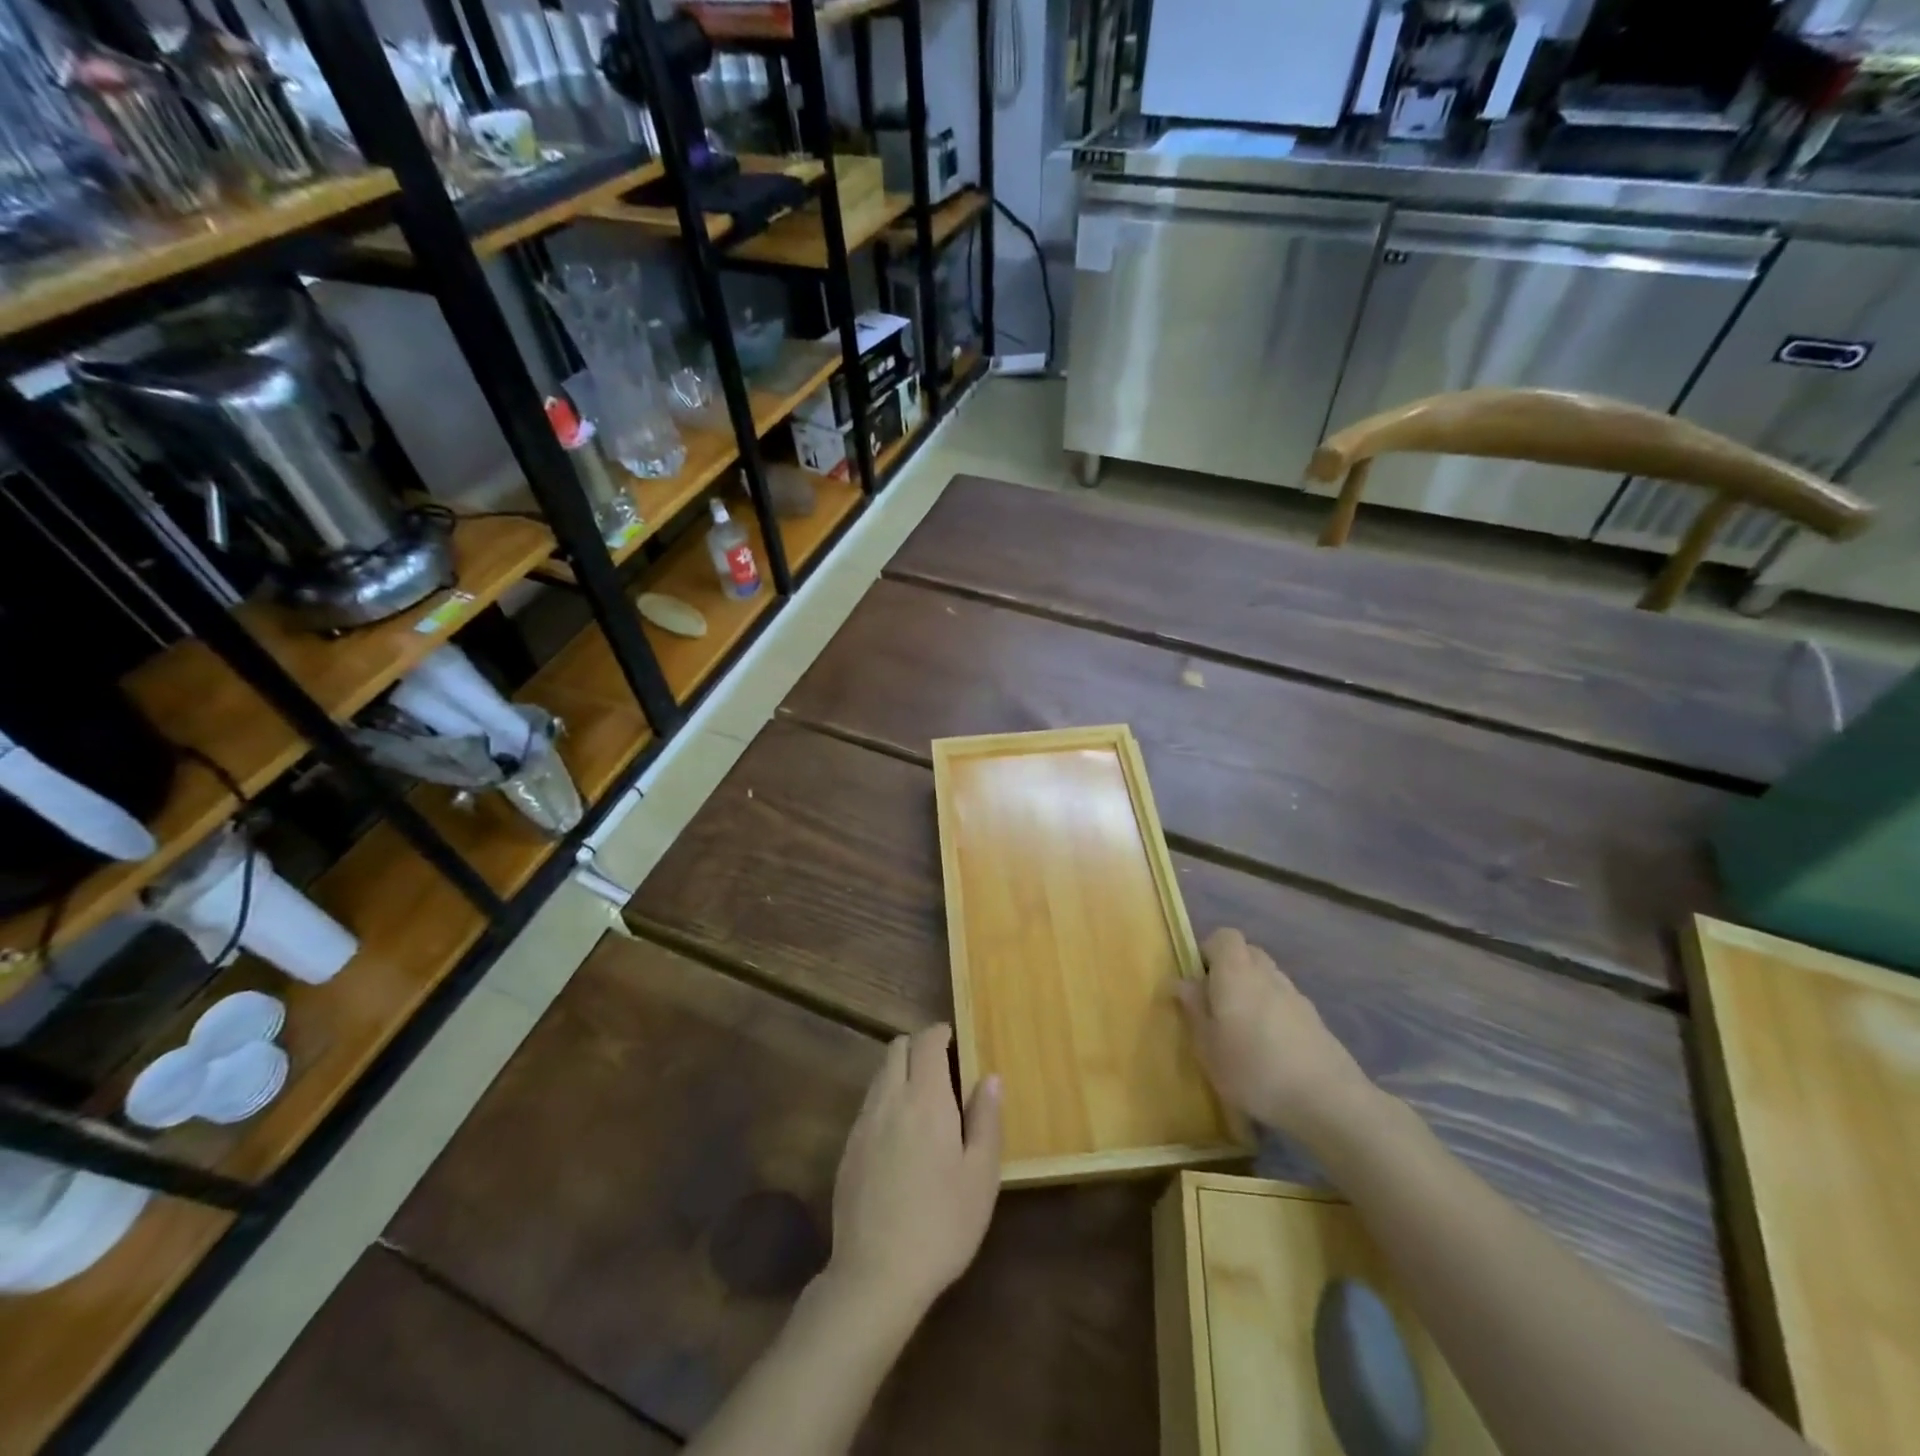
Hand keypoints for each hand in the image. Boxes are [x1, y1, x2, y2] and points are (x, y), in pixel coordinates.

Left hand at [826, 1023, 1001, 1320]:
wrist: (876, 1274)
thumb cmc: (942, 1224)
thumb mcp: (981, 1176)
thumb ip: (986, 1120)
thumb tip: (990, 1077)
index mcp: (926, 1099)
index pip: (926, 1042)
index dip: (939, 1033)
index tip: (954, 1038)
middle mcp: (890, 1100)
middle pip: (896, 1049)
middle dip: (918, 1047)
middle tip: (942, 1067)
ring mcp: (863, 1124)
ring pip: (880, 1075)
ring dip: (900, 1071)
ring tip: (924, 1100)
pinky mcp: (848, 1149)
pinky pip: (868, 1104)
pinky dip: (886, 1100)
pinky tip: (900, 1135)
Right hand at [1175, 928, 1378, 1150]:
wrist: (1328, 1100)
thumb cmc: (1254, 1069)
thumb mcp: (1208, 1047)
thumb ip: (1194, 1009)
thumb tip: (1182, 982)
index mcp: (1236, 973)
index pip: (1224, 937)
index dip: (1208, 952)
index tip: (1198, 982)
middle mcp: (1267, 974)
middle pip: (1247, 953)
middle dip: (1229, 970)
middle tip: (1217, 1006)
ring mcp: (1296, 995)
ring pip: (1267, 977)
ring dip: (1253, 992)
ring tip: (1243, 1031)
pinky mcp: (1316, 1019)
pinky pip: (1285, 1001)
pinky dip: (1274, 1012)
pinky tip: (1271, 1049)